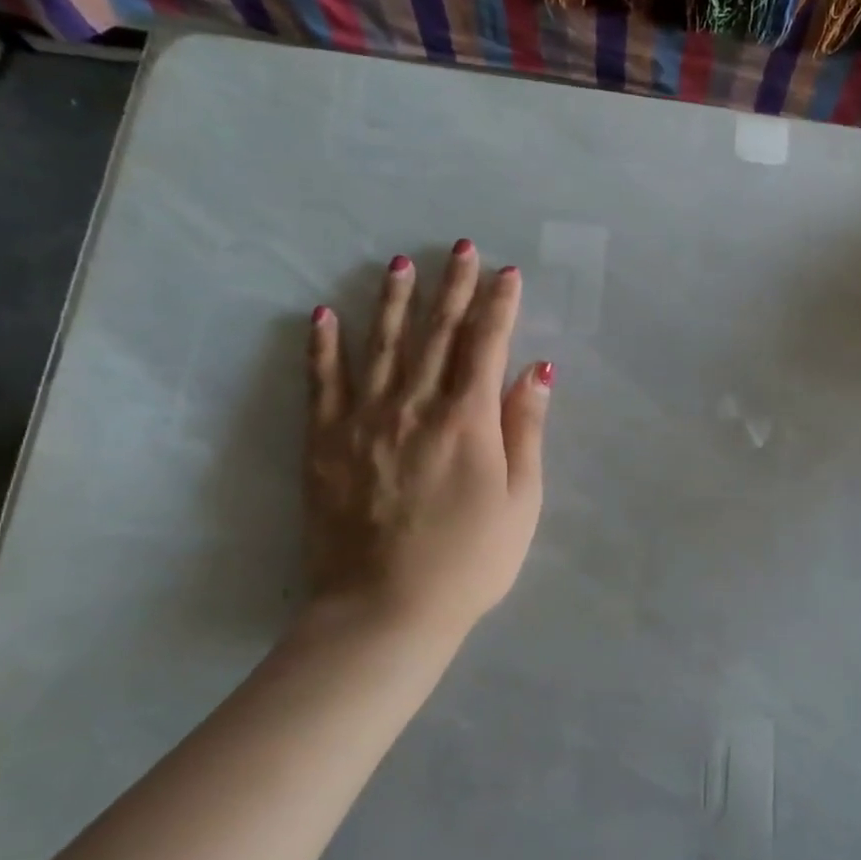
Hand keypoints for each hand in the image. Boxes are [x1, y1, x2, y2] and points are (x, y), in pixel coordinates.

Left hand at [300, 240, 550, 649]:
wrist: (385, 611)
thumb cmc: (470, 561)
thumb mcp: (522, 501)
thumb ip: (525, 430)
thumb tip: (538, 372)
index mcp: (468, 420)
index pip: (486, 345)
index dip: (499, 305)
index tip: (507, 273)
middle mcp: (415, 406)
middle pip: (437, 334)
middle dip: (453, 288)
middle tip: (460, 248)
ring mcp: (364, 421)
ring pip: (381, 346)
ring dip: (392, 301)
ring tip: (400, 264)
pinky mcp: (326, 444)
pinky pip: (322, 384)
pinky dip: (323, 347)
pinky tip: (323, 316)